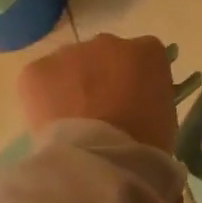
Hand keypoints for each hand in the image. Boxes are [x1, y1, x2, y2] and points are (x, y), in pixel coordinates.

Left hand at [18, 33, 178, 153]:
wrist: (101, 160)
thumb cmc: (144, 144)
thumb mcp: (165, 116)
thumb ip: (150, 95)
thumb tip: (134, 100)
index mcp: (147, 51)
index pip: (143, 56)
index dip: (135, 80)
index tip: (132, 103)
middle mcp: (108, 42)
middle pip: (104, 54)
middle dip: (101, 78)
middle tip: (100, 113)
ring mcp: (70, 53)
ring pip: (69, 65)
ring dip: (71, 85)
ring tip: (72, 123)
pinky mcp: (36, 70)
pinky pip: (39, 80)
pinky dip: (41, 98)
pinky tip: (50, 124)